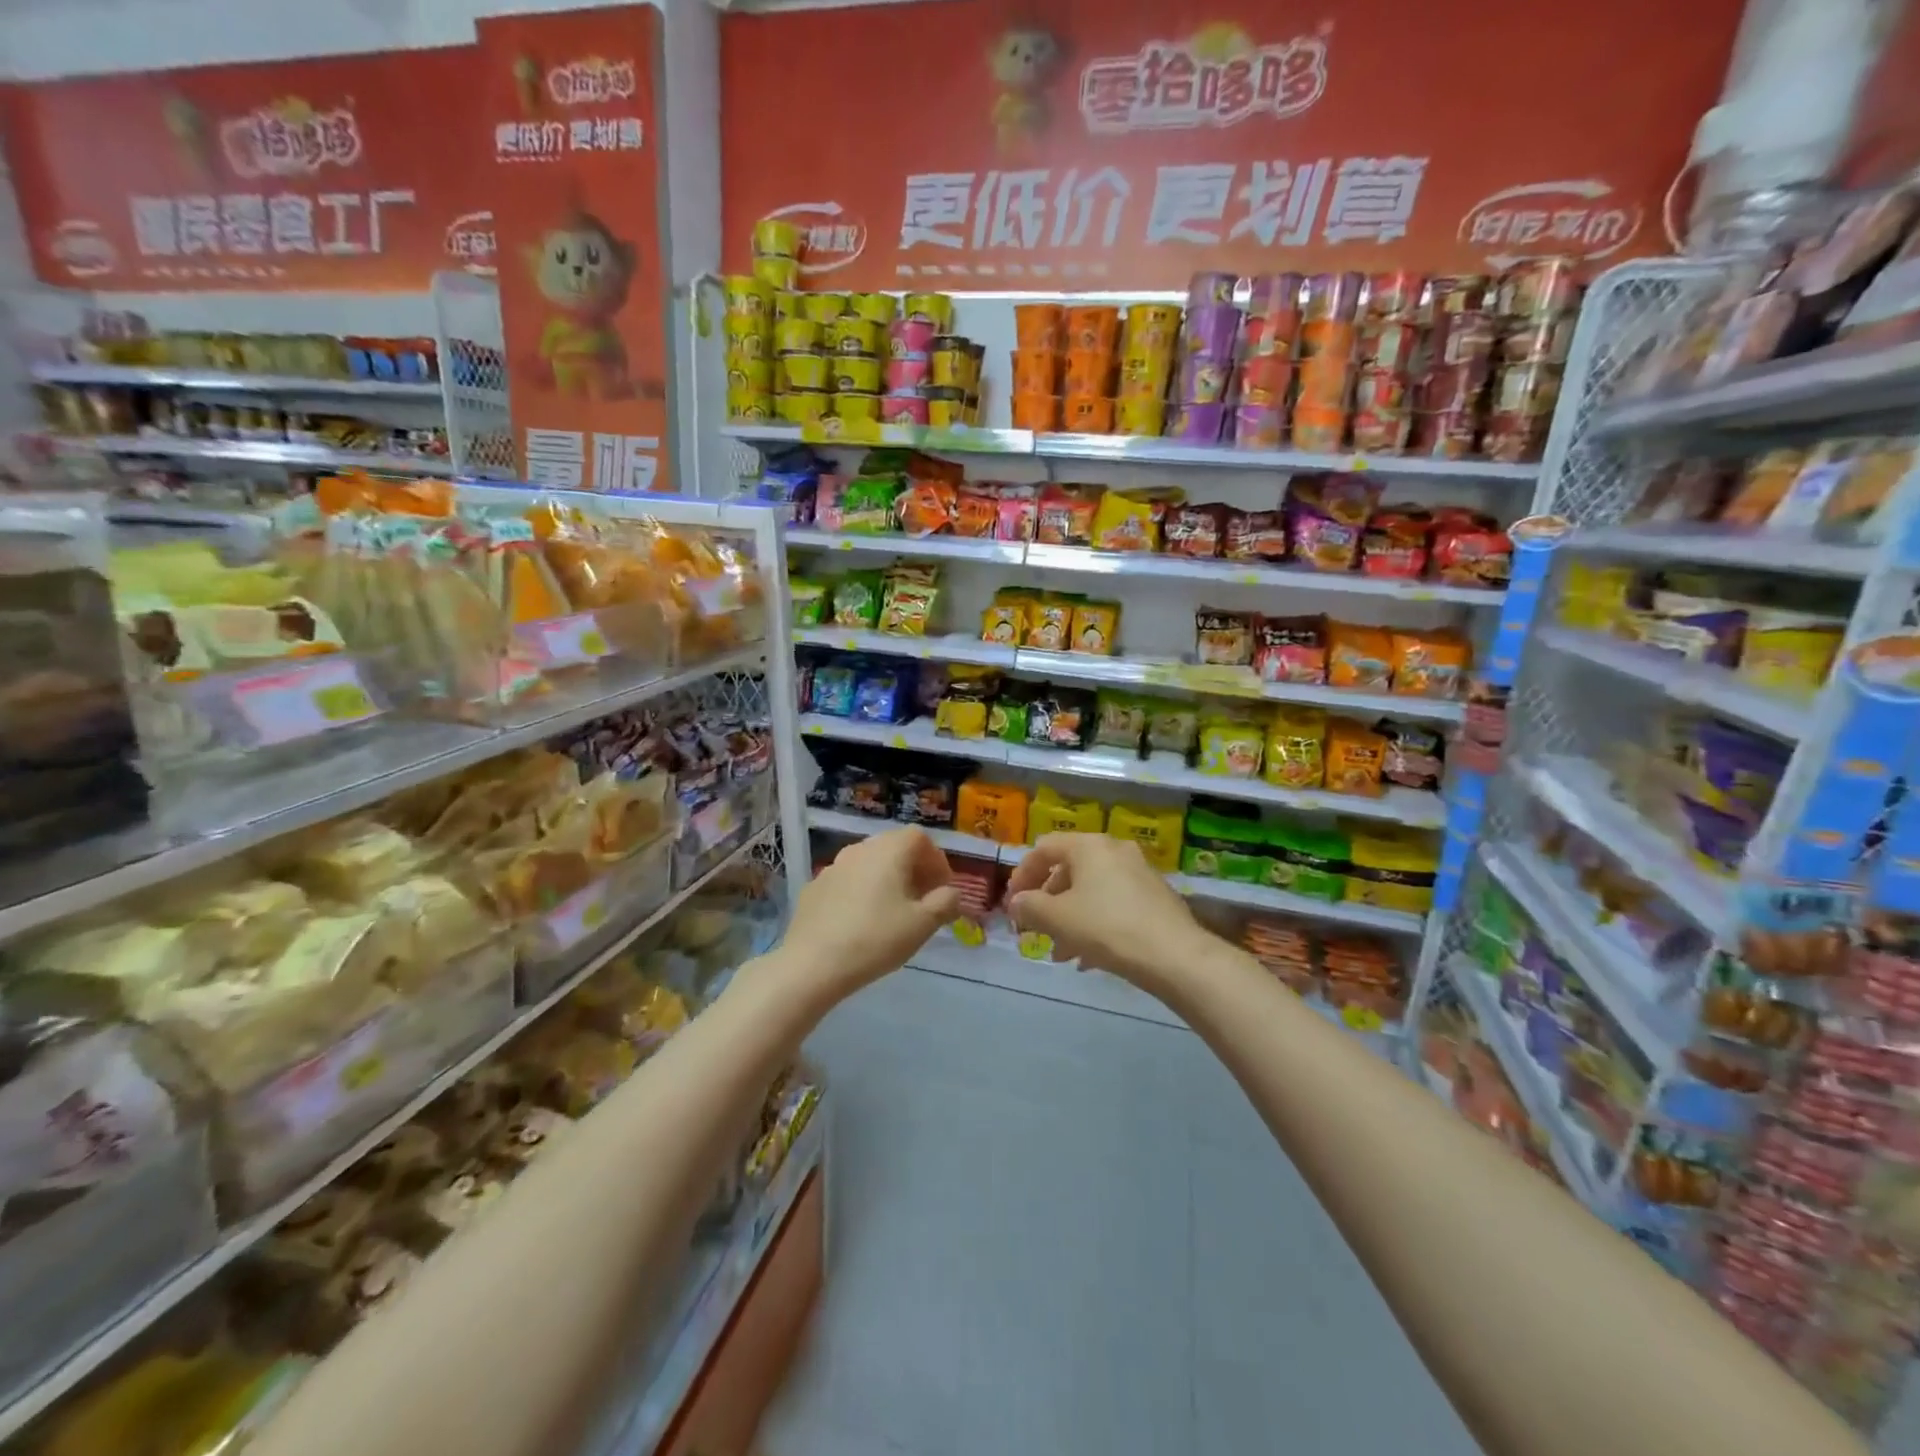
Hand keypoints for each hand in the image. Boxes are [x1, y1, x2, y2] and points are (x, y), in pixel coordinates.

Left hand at [772, 828, 960, 1004]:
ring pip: (869, 863)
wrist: (812, 964)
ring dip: (886, 879)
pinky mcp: (814, 887)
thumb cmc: (875, 939)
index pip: (920, 838)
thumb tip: (951, 894)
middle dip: (913, 869)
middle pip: (894, 847)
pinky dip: (861, 891)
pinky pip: (848, 881)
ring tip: (893, 911)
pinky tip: (861, 921)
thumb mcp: (922, 924)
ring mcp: (833, 866)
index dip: (936, 860)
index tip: (942, 889)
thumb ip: (945, 903)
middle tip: (922, 899)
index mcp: (889, 851)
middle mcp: (860, 849)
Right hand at [1005, 834, 1207, 997]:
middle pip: (1068, 870)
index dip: (1021, 875)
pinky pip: (1113, 904)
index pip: (1044, 848)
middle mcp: (1115, 850)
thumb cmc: (1107, 928)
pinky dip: (1094, 924)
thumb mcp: (1058, 918)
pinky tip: (1089, 958)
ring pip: (1091, 891)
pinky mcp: (1155, 898)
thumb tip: (1017, 903)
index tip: (1012, 904)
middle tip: (1035, 929)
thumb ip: (1029, 906)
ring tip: (1060, 953)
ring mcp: (1139, 873)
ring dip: (1069, 918)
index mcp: (1089, 846)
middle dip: (1047, 902)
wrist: (1175, 956)